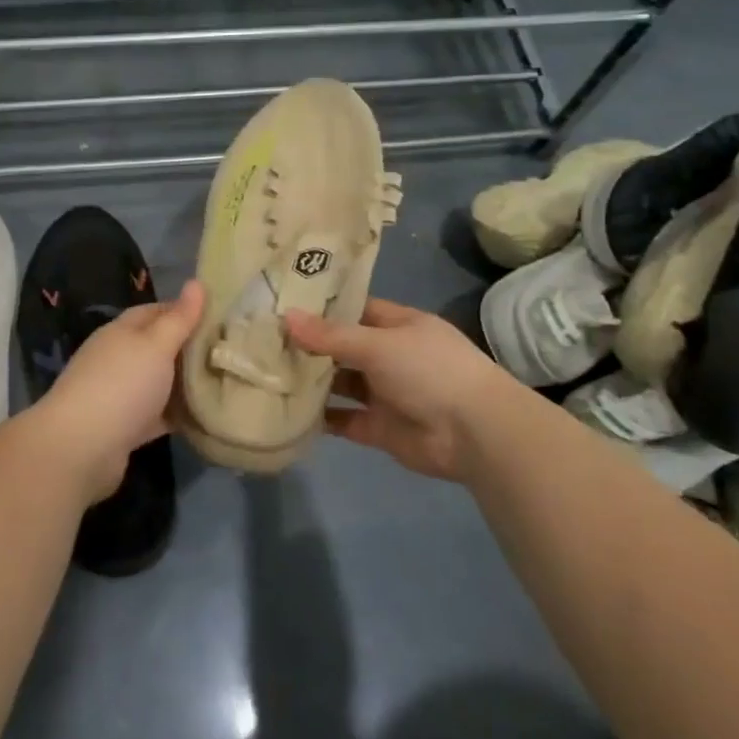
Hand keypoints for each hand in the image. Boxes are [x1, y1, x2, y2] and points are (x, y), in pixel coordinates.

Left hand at [33, 280, 204, 503]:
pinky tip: (204, 415)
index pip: (157, 311)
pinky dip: (177, 413)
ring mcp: (119, 393)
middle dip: (190, 348)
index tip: (221, 316)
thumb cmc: (122, 385)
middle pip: (159, 346)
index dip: (187, 310)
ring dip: (184, 382)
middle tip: (229, 351)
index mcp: (122, 331)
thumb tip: (197, 282)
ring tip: (224, 380)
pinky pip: (157, 413)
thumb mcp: (156, 345)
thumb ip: (179, 318)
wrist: (81, 448)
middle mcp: (118, 358)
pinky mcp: (125, 427)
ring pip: (159, 381)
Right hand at [284, 298, 527, 482]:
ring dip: (312, 381)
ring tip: (267, 374)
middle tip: (263, 341)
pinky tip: (288, 412)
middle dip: (310, 346)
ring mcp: (385, 393)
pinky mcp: (380, 428)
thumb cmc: (429, 371)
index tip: (283, 304)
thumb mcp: (378, 344)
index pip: (355, 310)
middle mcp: (390, 356)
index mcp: (398, 326)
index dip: (322, 308)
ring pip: (341, 383)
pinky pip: (344, 420)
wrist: (475, 433)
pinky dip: (321, 419)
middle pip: (343, 347)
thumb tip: (286, 317)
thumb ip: (331, 335)